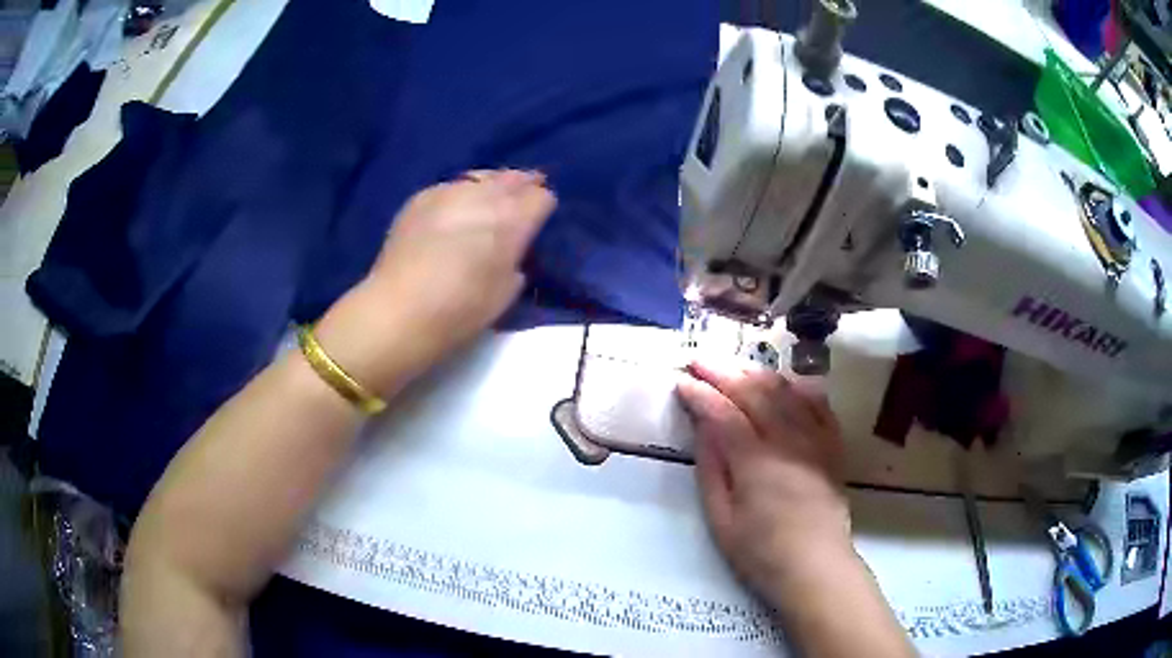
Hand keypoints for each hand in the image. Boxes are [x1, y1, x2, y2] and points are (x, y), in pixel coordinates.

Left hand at [316, 169, 555, 395]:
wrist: (400, 310)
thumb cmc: (460, 311)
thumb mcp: (507, 291)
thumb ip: (516, 258)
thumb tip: (512, 244)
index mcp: (512, 220)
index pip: (542, 198)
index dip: (543, 208)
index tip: (539, 219)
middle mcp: (484, 196)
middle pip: (514, 178)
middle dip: (523, 187)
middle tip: (523, 199)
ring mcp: (450, 191)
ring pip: (482, 176)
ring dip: (492, 185)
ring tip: (491, 198)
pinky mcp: (421, 197)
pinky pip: (451, 186)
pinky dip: (461, 194)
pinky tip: (456, 209)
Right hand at [676, 359, 851, 608]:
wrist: (815, 566)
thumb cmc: (760, 551)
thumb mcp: (721, 519)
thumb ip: (711, 469)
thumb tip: (702, 427)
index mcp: (755, 461)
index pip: (723, 413)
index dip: (699, 394)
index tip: (680, 382)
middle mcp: (788, 440)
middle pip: (754, 391)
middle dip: (723, 371)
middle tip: (698, 360)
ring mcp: (815, 438)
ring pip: (786, 390)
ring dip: (757, 372)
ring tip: (734, 366)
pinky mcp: (832, 445)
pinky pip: (818, 402)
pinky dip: (798, 386)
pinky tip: (784, 382)